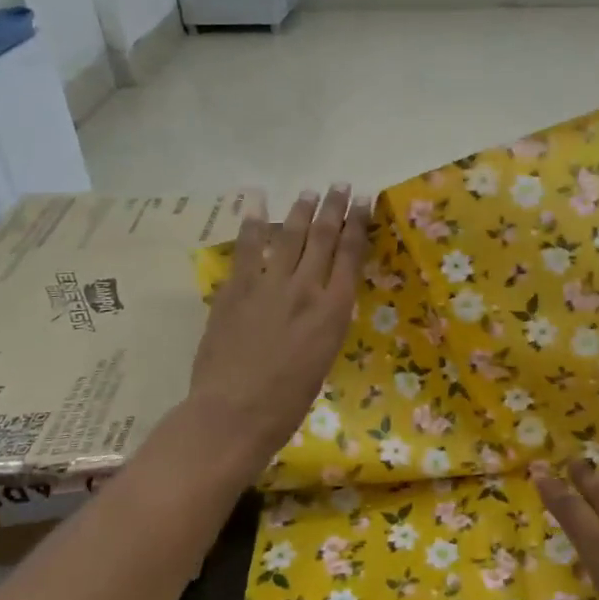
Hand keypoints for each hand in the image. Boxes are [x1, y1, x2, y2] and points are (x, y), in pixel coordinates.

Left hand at [186, 187, 369, 479]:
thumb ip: (325, 321)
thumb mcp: (323, 357)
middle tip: (340, 186)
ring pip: (288, 236)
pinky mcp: (235, 288)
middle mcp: (305, 288)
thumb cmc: (287, 401)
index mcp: (333, 310)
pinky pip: (246, 249)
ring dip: (300, 210)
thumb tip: (322, 298)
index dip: (358, 224)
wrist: (234, 413)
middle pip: (323, 237)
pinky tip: (256, 205)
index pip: (351, 255)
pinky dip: (251, 224)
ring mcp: (268, 285)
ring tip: (309, 192)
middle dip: (333, 208)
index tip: (364, 202)